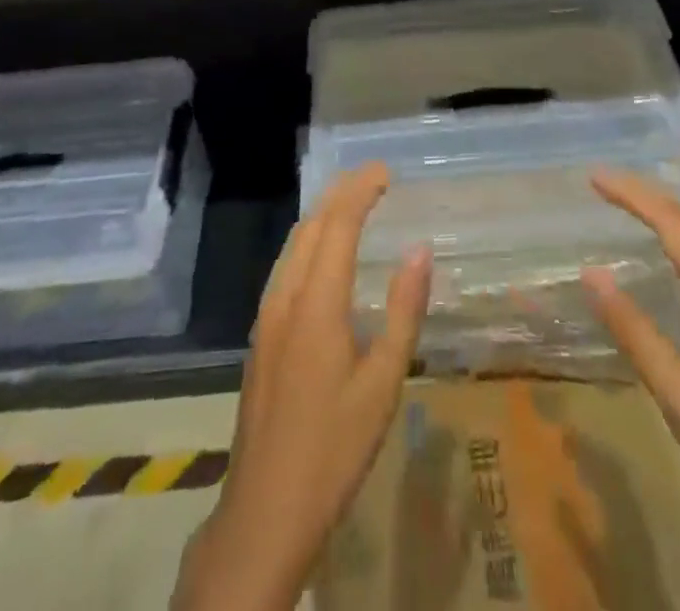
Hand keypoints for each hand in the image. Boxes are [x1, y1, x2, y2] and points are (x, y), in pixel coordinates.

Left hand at [174, 163, 430, 610]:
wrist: (265, 509)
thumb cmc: (334, 448)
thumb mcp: (383, 383)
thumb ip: (403, 311)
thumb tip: (419, 250)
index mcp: (316, 303)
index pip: (338, 225)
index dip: (360, 191)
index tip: (385, 170)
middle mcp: (285, 297)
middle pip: (311, 226)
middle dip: (340, 193)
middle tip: (372, 177)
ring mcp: (266, 315)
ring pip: (292, 244)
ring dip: (321, 213)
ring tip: (350, 200)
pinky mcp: (260, 334)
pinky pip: (284, 265)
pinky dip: (308, 240)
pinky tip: (321, 252)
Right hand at [582, 169, 679, 610]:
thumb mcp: (679, 394)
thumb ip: (634, 329)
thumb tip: (591, 272)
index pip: (676, 225)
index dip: (634, 195)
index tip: (595, 176)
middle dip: (651, 198)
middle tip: (606, 185)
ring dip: (671, 218)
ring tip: (631, 208)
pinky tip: (672, 261)